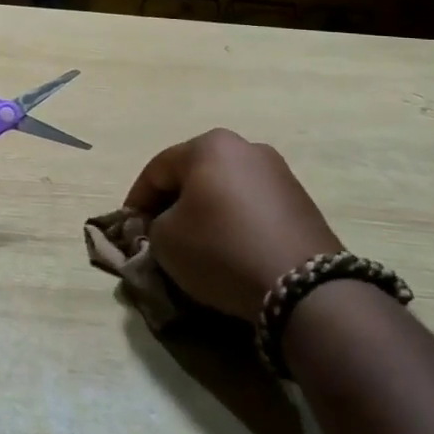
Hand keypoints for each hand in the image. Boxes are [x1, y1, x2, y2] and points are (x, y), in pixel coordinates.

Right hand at [125, 130, 341, 322]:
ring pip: (225, 189)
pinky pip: (252, 206)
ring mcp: (279, 172)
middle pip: (193, 174)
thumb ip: (153, 225)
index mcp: (208, 146)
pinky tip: (230, 249)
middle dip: (173, 201)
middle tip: (159, 232)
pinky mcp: (301, 201)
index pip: (157, 169)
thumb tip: (164, 225)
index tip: (129, 227)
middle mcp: (245, 147)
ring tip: (196, 243)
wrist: (304, 287)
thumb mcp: (165, 240)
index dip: (137, 199)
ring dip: (206, 211)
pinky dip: (235, 222)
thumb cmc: (221, 250)